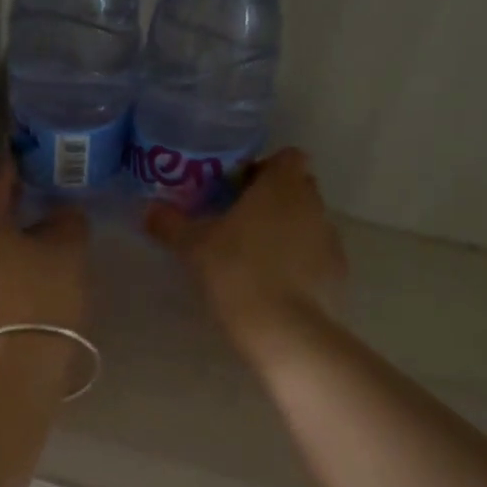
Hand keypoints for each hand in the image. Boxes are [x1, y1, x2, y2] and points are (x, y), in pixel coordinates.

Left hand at [0, 163, 88, 345]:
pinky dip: (2, 267)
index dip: (10, 167)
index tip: (21, 155)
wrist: (17, 364)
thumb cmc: (43, 295)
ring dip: (5, 240)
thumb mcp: (68, 252)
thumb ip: (67, 223)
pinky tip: (24, 273)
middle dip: (8, 207)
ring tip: (34, 238)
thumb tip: (62, 213)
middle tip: (34, 198)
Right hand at [146, 147, 345, 351]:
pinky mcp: (338, 273)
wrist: (283, 329)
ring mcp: (330, 239)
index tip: (238, 189)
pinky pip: (316, 255)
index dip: (263, 168)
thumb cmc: (236, 271)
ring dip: (286, 231)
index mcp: (281, 186)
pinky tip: (274, 285)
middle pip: (298, 188)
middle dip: (272, 199)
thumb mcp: (192, 247)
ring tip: (254, 257)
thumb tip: (149, 209)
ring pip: (307, 222)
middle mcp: (312, 204)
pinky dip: (299, 262)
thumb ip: (170, 223)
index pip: (286, 157)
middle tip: (238, 222)